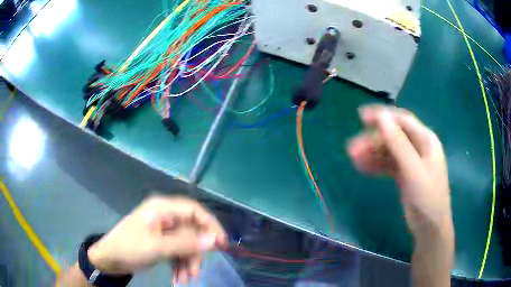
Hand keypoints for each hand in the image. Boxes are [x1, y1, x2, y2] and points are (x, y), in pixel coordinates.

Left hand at [87, 195, 226, 284]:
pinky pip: (177, 251)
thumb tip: (215, 240)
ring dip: (187, 262)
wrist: (109, 259)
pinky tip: (178, 277)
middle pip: (191, 231)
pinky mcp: (161, 242)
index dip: (210, 225)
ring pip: (185, 244)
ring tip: (184, 279)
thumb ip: (186, 243)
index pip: (194, 210)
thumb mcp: (157, 247)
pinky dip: (180, 264)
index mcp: (162, 208)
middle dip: (194, 253)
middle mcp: (164, 216)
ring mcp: (162, 230)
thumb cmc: (129, 248)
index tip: (222, 243)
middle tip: (195, 272)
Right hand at [347, 105, 452, 236]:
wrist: (430, 228)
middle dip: (373, 141)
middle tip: (352, 150)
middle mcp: (419, 146)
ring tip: (354, 160)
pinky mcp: (405, 174)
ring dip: (372, 153)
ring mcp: (411, 161)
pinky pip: (388, 164)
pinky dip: (377, 165)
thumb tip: (382, 116)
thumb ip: (399, 144)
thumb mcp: (414, 171)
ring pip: (389, 150)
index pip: (403, 120)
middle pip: (393, 136)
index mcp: (426, 140)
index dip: (383, 116)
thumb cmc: (428, 198)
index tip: (361, 117)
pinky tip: (364, 168)